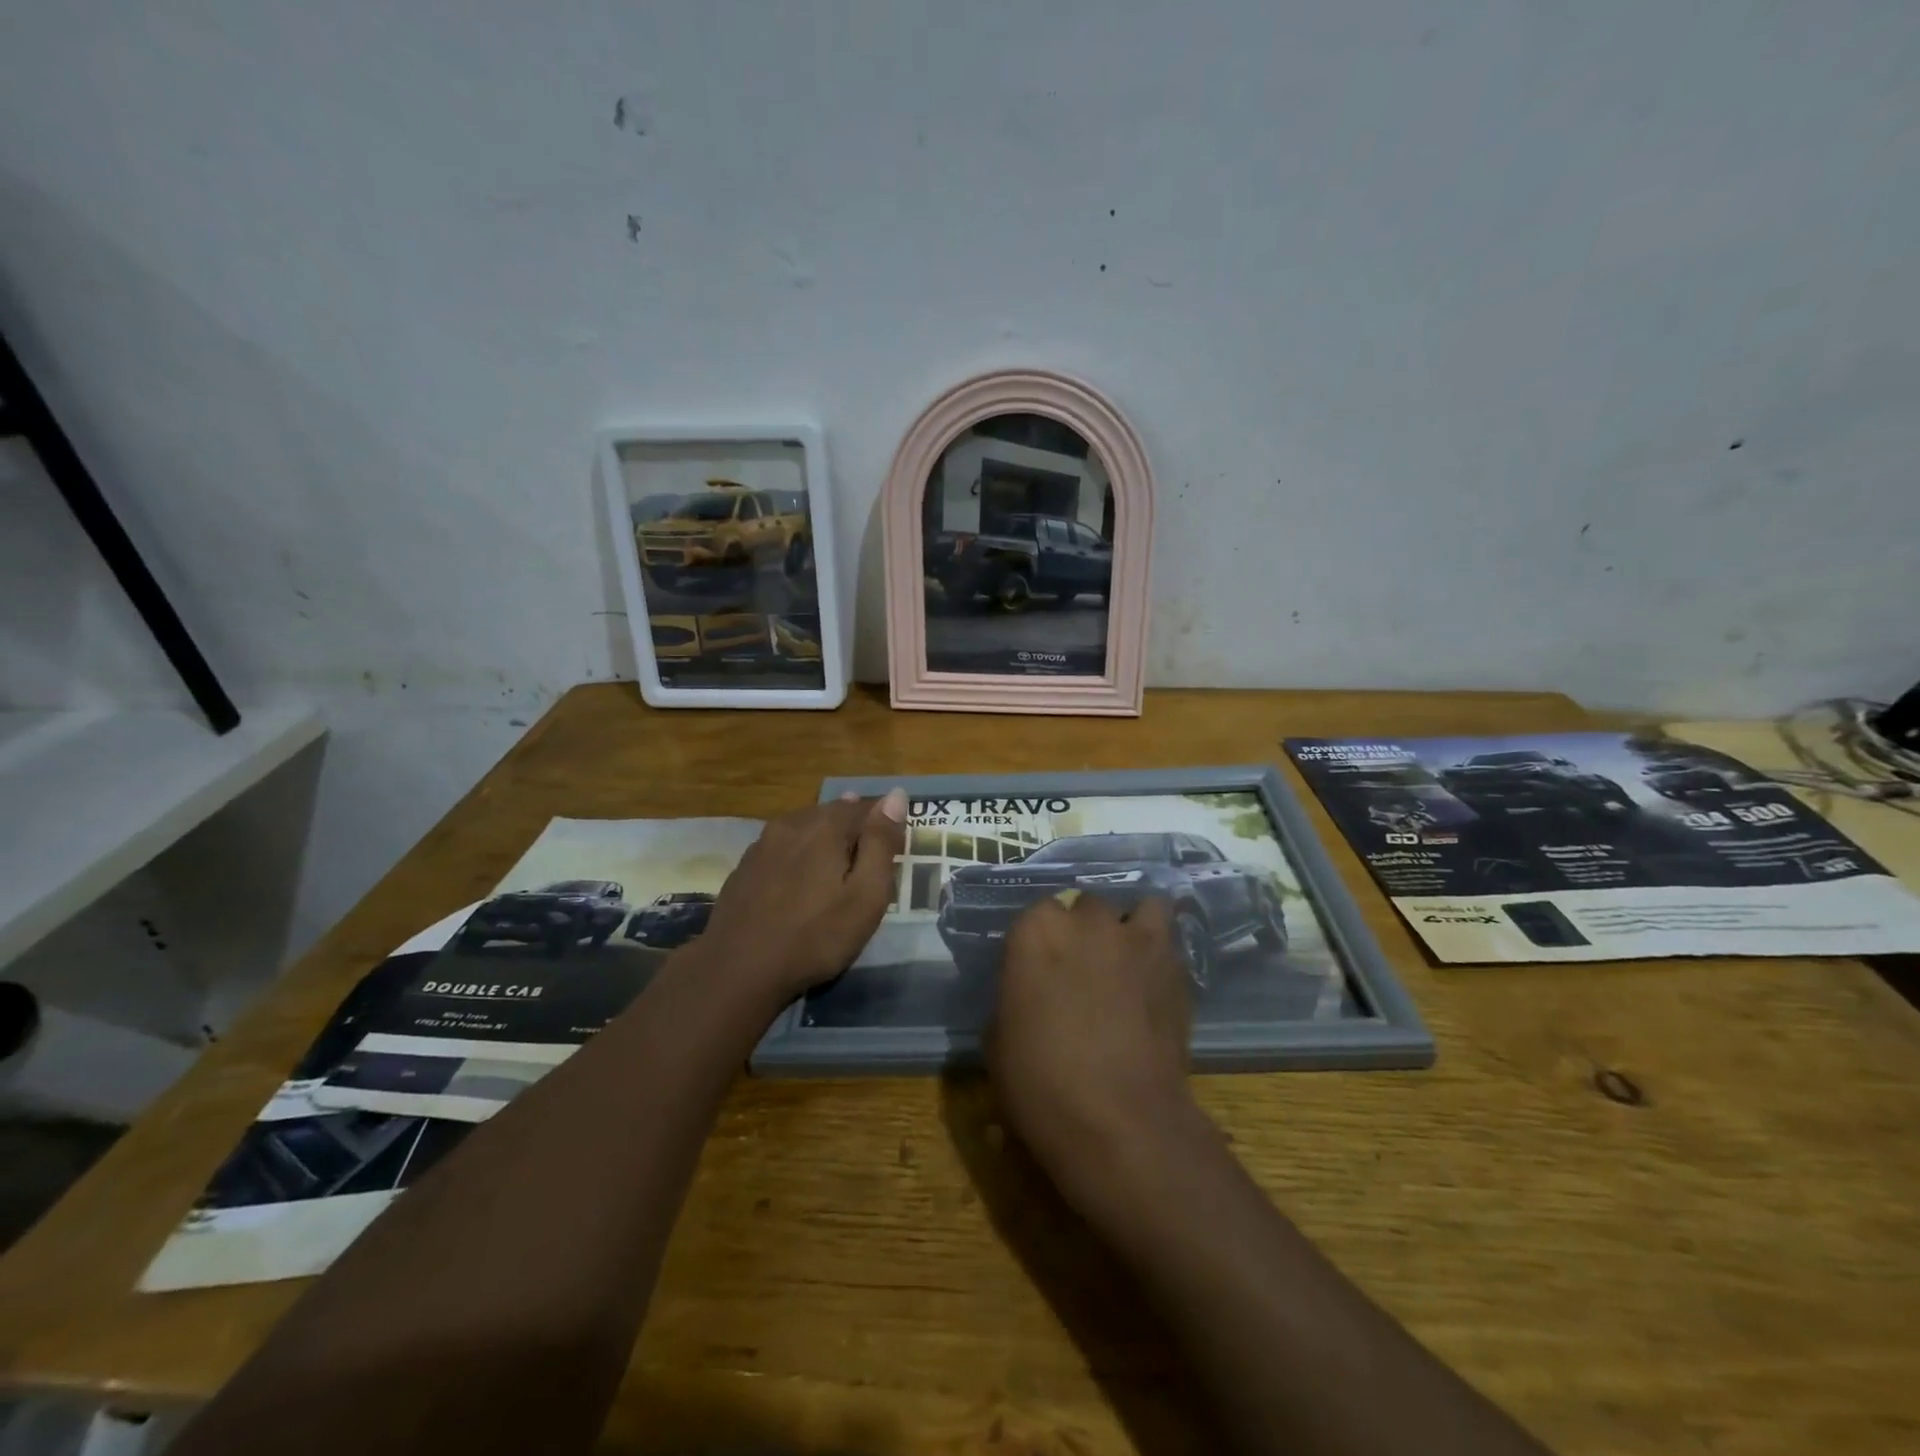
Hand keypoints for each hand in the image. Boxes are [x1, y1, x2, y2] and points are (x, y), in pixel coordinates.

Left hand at [692, 789, 906, 1003]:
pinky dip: (795, 855)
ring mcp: (762, 844)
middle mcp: (792, 824)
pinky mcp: (744, 867)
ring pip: (802, 828)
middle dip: (851, 827)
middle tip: (865, 854)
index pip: (863, 807)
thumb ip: (882, 843)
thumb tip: (896, 795)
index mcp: (825, 826)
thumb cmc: (815, 935)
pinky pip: (780, 848)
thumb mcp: (866, 895)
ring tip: (834, 862)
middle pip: (830, 813)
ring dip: (821, 839)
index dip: (881, 822)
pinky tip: (797, 877)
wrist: (738, 969)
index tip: (892, 843)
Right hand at [988, 892, 1194, 1194]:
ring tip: (1125, 962)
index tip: (1038, 973)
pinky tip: (1153, 977)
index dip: (1038, 945)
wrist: (1121, 1122)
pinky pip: (1167, 935)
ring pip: (1135, 908)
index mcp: (1035, 932)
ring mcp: (1134, 938)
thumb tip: (1029, 995)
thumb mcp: (999, 1041)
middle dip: (1082, 932)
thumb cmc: (1042, 1085)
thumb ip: (1015, 998)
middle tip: (1081, 973)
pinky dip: (1160, 948)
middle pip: (1084, 907)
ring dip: (1127, 928)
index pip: (1035, 915)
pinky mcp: (1174, 963)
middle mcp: (1085, 921)